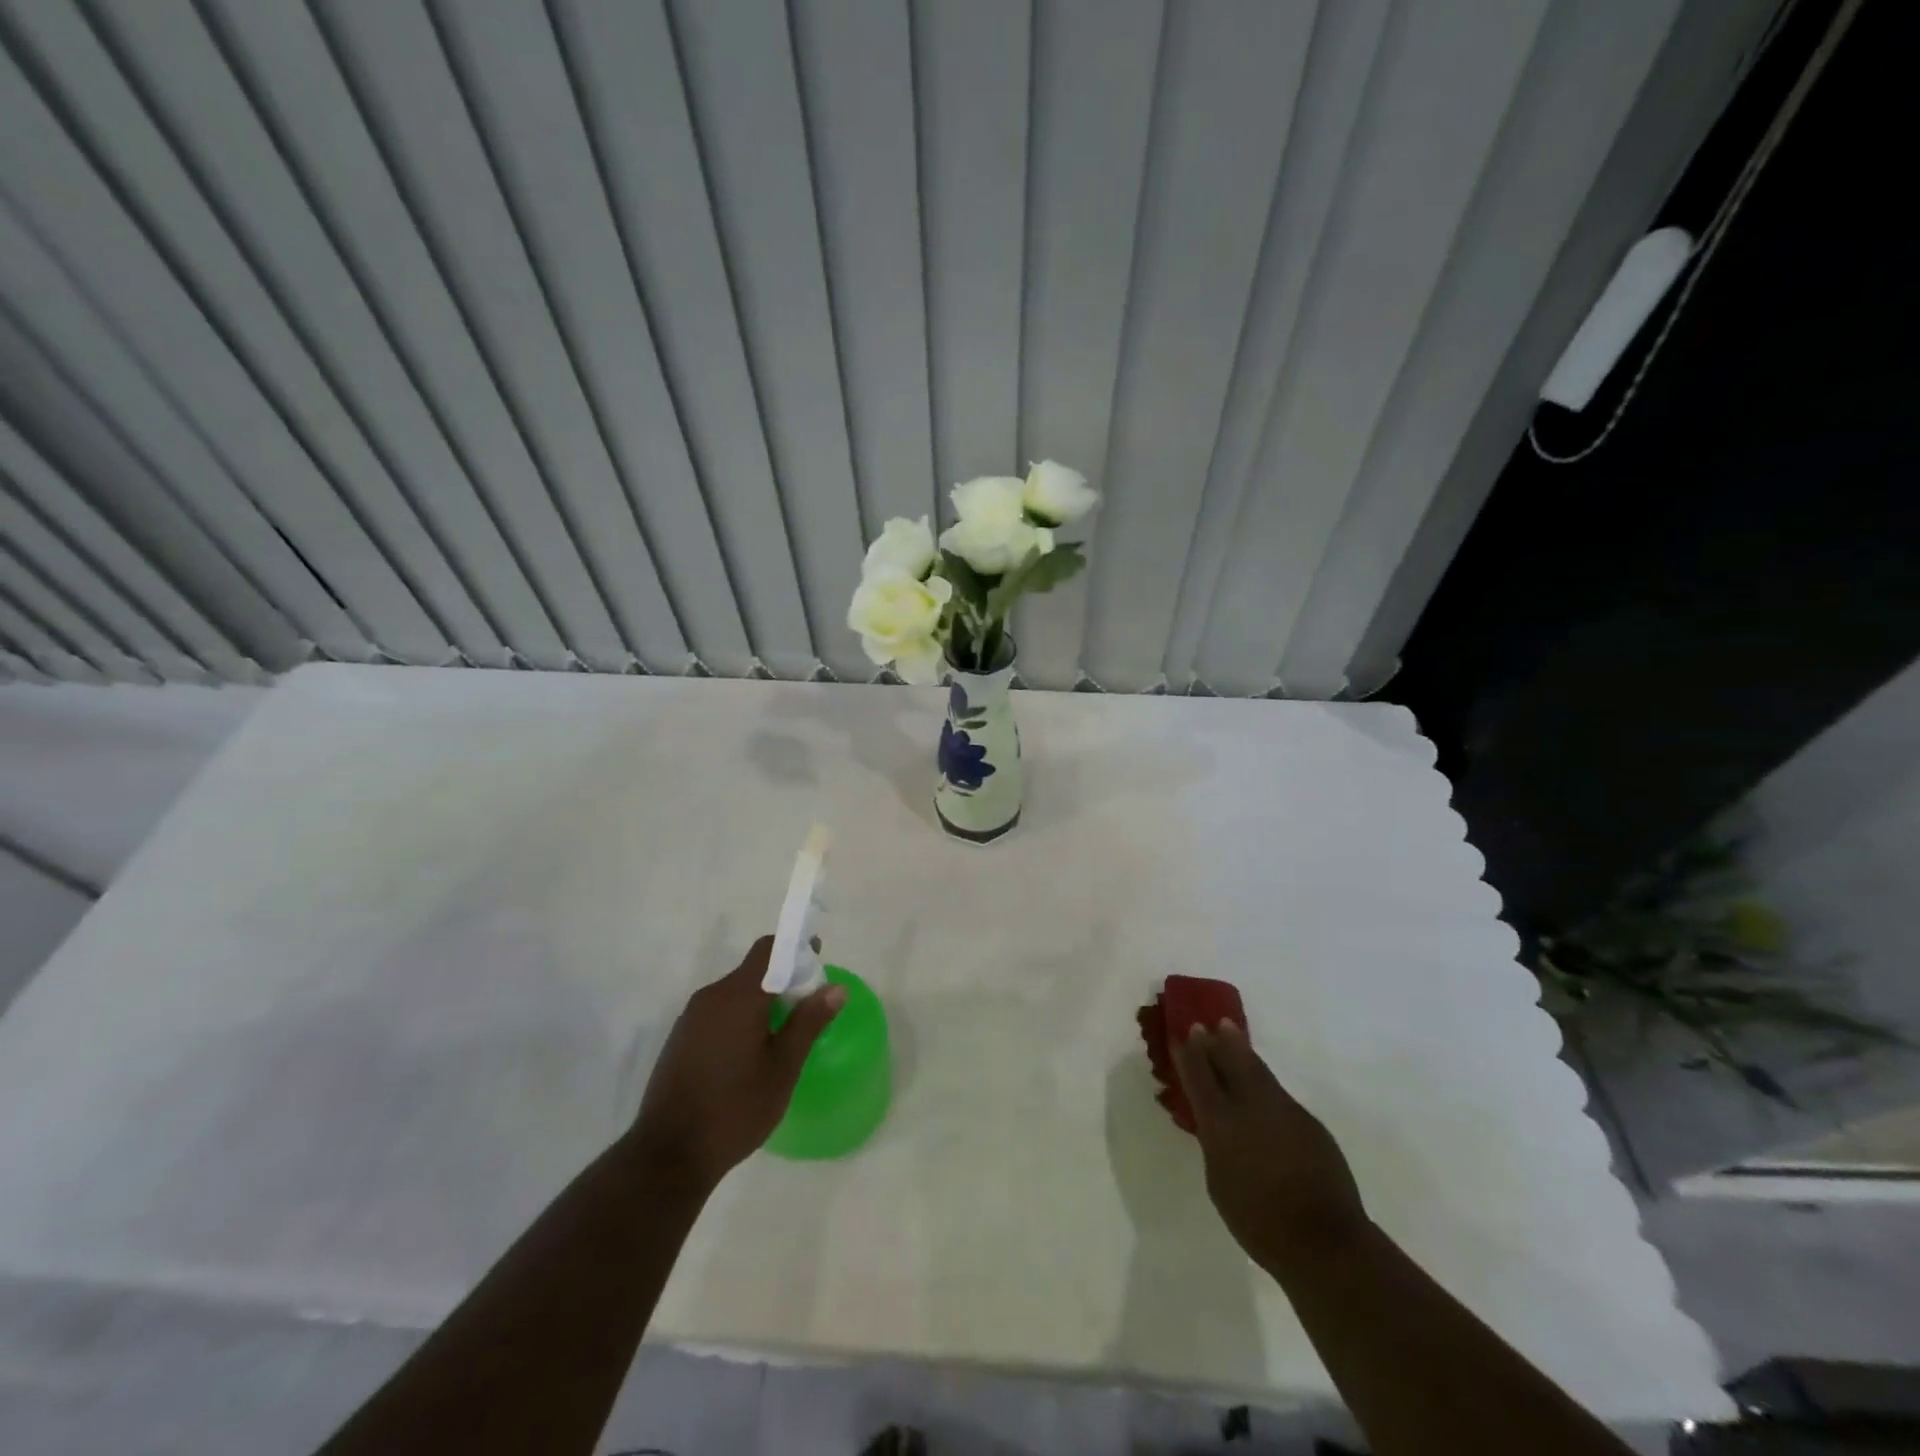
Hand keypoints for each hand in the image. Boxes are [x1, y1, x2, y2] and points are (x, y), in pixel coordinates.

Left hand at [627, 935, 844, 1192]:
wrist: (667, 1156)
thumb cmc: (735, 1109)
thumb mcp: (783, 1068)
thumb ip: (808, 1022)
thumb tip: (835, 988)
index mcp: (739, 996)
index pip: (768, 949)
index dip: (795, 947)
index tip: (817, 959)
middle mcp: (711, 996)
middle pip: (752, 970)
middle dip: (783, 978)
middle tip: (808, 1005)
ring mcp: (691, 1018)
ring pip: (735, 992)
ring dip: (761, 1000)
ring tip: (784, 1032)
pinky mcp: (680, 1039)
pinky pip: (718, 1012)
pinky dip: (741, 1017)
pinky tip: (751, 1051)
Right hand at [1170, 1021, 1368, 1276]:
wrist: (1324, 1242)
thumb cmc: (1258, 1222)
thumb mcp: (1218, 1181)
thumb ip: (1214, 1144)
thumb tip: (1215, 1124)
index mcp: (1220, 1122)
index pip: (1198, 1076)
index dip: (1188, 1053)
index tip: (1180, 1033)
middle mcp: (1250, 1105)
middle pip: (1231, 1060)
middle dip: (1216, 1040)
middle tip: (1208, 1024)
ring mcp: (1284, 1110)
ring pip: (1258, 1070)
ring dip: (1241, 1051)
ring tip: (1230, 1033)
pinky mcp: (1309, 1122)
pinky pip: (1279, 1095)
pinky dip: (1264, 1084)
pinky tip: (1261, 1091)